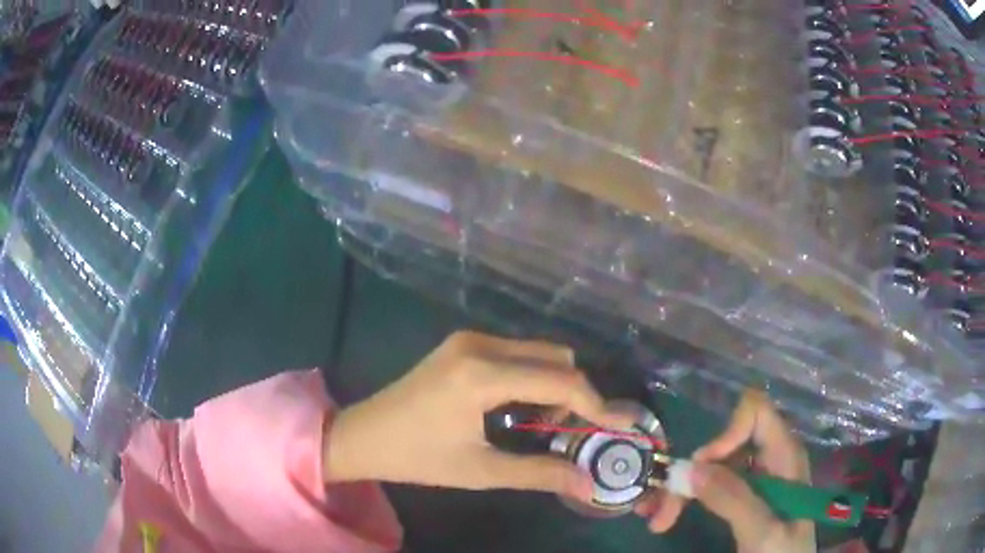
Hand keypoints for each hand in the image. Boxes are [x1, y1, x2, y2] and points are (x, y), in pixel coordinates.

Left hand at [322, 331, 634, 500]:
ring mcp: (470, 338)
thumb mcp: (480, 471)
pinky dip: (531, 377)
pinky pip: (517, 353)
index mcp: (482, 374)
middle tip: (569, 433)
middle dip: (574, 394)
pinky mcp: (463, 343)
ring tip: (539, 425)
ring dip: (552, 385)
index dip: (597, 404)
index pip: (560, 380)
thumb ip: (539, 474)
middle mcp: (480, 343)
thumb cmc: (417, 458)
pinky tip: (516, 408)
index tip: (620, 425)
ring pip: (538, 352)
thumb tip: (587, 483)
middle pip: (556, 357)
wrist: (362, 435)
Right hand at [635, 391, 815, 552]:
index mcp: (785, 455)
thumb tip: (691, 468)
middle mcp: (769, 458)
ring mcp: (756, 477)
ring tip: (657, 518)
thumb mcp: (763, 531)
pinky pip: (711, 485)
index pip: (756, 412)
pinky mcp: (744, 495)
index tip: (701, 469)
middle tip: (661, 510)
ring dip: (681, 488)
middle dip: (691, 471)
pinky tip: (666, 515)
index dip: (726, 432)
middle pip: (725, 444)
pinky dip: (686, 498)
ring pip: (713, 465)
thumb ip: (734, 499)